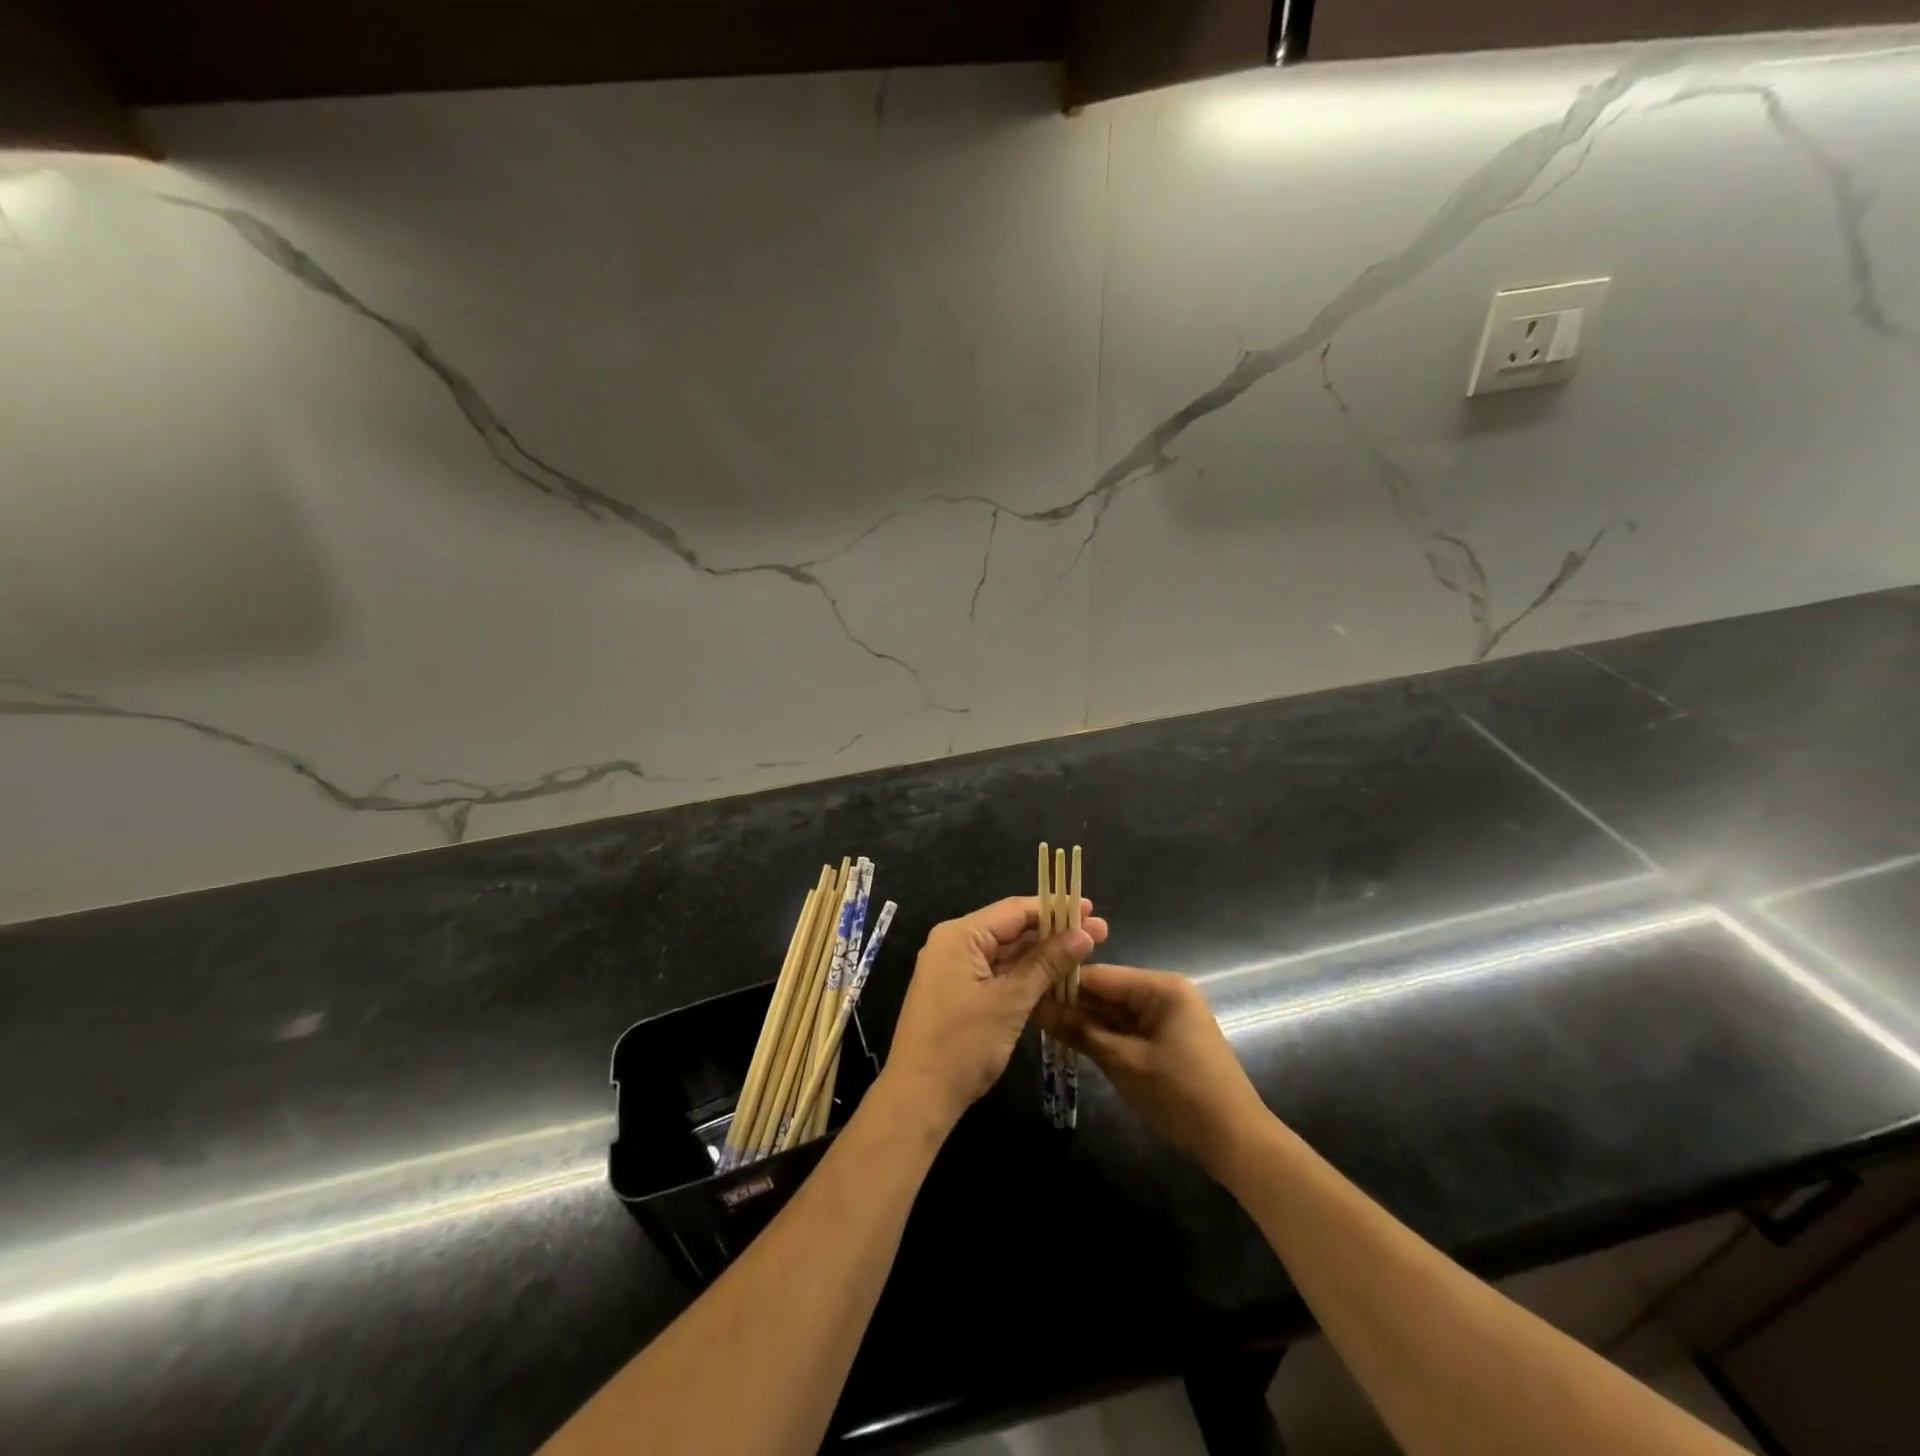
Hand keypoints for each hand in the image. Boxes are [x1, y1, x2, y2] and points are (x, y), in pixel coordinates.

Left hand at [883, 897, 1108, 1129]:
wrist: (918, 1097)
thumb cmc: (963, 1045)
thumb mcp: (1010, 1001)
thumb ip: (1047, 963)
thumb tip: (1084, 933)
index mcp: (960, 935)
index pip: (1014, 910)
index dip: (1055, 909)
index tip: (1091, 909)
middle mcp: (954, 944)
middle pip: (1011, 929)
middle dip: (1054, 932)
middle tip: (1100, 934)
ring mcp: (955, 969)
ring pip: (1006, 952)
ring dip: (1043, 955)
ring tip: (1085, 953)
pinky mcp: (959, 992)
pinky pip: (997, 972)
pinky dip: (1025, 974)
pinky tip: (1057, 977)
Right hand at [1034, 964, 1269, 1177]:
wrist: (1237, 1143)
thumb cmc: (1181, 1095)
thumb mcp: (1123, 1062)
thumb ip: (1079, 1031)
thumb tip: (1036, 1006)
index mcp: (1161, 987)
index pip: (1100, 975)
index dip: (1062, 984)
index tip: (1026, 991)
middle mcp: (1165, 993)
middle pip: (1107, 992)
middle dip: (1072, 1004)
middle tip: (1029, 1012)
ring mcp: (1167, 1017)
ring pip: (1115, 1012)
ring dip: (1085, 1022)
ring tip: (1042, 1026)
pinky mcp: (1167, 1039)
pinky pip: (1127, 1029)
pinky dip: (1104, 1036)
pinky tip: (1073, 1041)